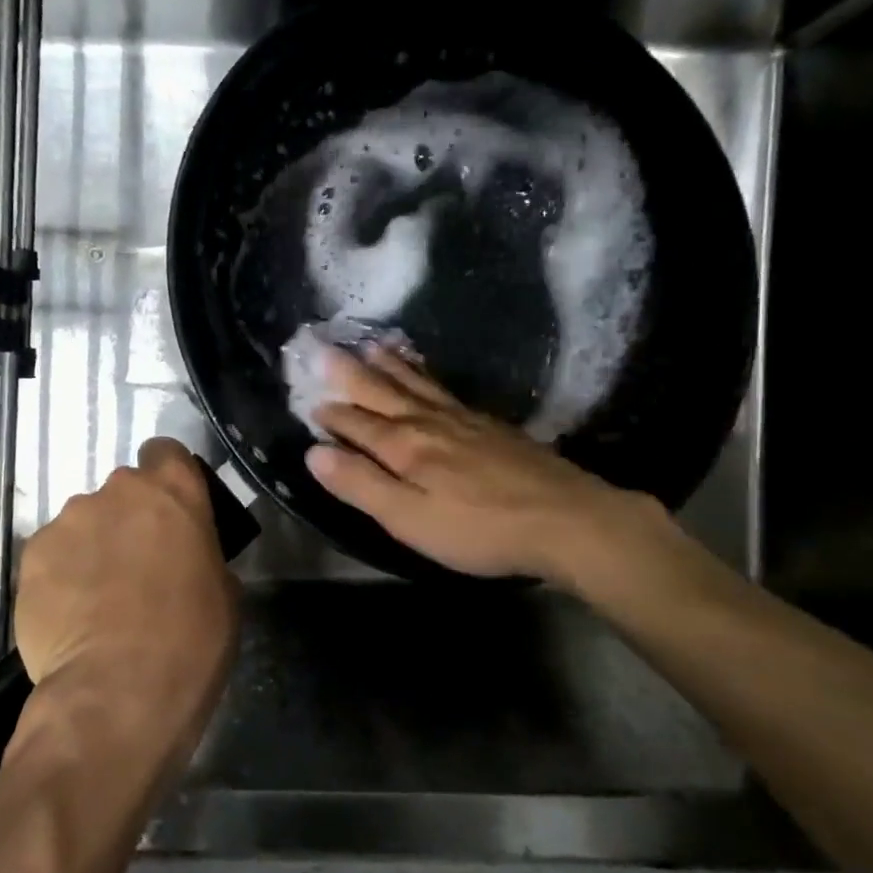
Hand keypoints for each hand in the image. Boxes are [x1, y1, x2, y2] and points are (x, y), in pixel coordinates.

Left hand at [14, 438, 239, 762]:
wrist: (117, 693)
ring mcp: (70, 519)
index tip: (170, 511)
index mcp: (174, 491)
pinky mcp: (32, 554)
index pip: (166, 451)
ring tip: (97, 600)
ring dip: (93, 547)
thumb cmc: (191, 642)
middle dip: (129, 519)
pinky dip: (61, 575)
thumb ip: (201, 553)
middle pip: (123, 491)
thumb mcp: (224, 593)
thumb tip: (184, 556)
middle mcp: (118, 490)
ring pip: (84, 522)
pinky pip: (53, 554)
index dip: (167, 477)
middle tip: (136, 567)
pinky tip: (70, 616)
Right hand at [306, 346, 675, 591]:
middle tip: (323, 348)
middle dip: (350, 373)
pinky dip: (425, 373)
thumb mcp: (410, 519)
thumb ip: (361, 485)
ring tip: (370, 344)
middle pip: (382, 392)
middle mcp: (428, 423)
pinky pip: (444, 387)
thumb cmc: (479, 529)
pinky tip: (427, 374)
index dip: (331, 415)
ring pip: (415, 383)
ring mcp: (462, 418)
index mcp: (404, 448)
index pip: (357, 424)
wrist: (564, 518)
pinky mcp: (489, 423)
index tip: (309, 402)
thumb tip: (313, 453)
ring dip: (388, 365)